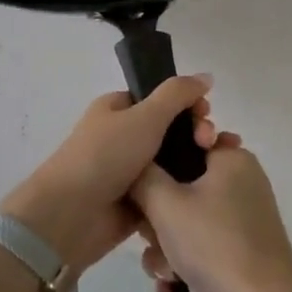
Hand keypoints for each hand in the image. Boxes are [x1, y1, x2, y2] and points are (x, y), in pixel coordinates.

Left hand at [0, 76, 217, 275]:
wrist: (72, 214)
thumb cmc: (106, 156)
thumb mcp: (145, 115)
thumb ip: (177, 94)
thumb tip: (206, 76)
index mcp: (117, 109)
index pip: (160, 99)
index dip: (187, 103)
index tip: (206, 113)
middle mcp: (122, 136)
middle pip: (171, 130)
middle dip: (196, 132)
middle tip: (209, 143)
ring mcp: (130, 171)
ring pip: (172, 161)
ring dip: (197, 161)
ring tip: (220, 165)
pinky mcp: (137, 202)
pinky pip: (168, 190)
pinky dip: (186, 189)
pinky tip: (211, 189)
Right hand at [131, 138, 291, 291]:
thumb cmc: (213, 243)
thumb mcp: (165, 202)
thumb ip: (142, 175)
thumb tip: (133, 163)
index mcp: (232, 159)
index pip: (185, 143)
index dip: (158, 164)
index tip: (142, 187)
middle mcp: (242, 183)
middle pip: (182, 187)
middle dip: (158, 219)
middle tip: (151, 238)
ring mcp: (245, 220)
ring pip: (189, 221)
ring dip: (166, 247)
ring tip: (163, 272)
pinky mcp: (244, 252)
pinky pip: (203, 246)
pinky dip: (185, 264)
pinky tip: (172, 288)